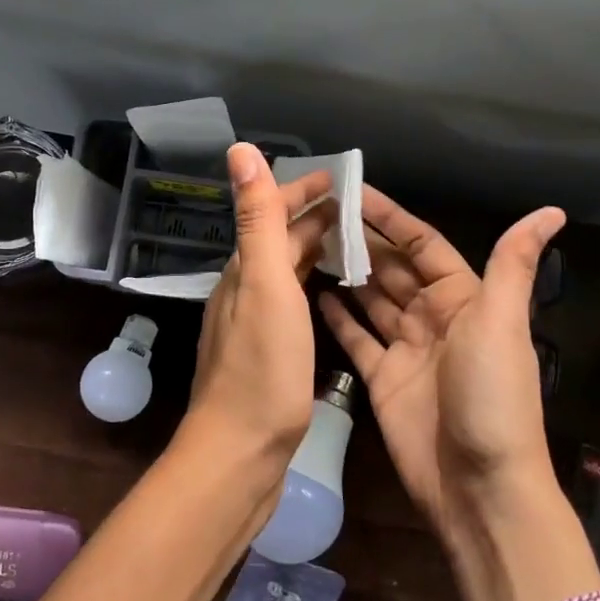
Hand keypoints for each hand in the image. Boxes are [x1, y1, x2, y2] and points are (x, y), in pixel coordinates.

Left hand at [184, 144, 335, 468]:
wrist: (241, 451)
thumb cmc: (262, 368)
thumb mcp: (264, 284)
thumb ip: (256, 219)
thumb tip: (238, 149)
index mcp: (244, 272)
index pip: (271, 214)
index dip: (303, 191)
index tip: (343, 179)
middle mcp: (244, 292)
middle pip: (279, 242)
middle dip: (315, 219)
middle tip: (361, 211)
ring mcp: (253, 327)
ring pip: (285, 274)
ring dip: (314, 252)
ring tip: (354, 246)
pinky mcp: (266, 356)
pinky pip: (291, 305)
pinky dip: (312, 288)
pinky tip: (331, 298)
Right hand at [318, 188, 566, 552]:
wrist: (478, 484)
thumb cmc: (493, 397)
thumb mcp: (502, 323)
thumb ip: (511, 265)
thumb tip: (551, 211)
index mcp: (463, 299)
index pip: (421, 244)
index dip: (389, 217)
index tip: (351, 190)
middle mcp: (433, 317)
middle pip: (390, 268)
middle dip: (359, 240)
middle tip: (315, 212)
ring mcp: (405, 349)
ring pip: (370, 298)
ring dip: (345, 272)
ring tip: (306, 243)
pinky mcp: (381, 378)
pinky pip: (355, 337)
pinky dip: (337, 316)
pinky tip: (311, 293)